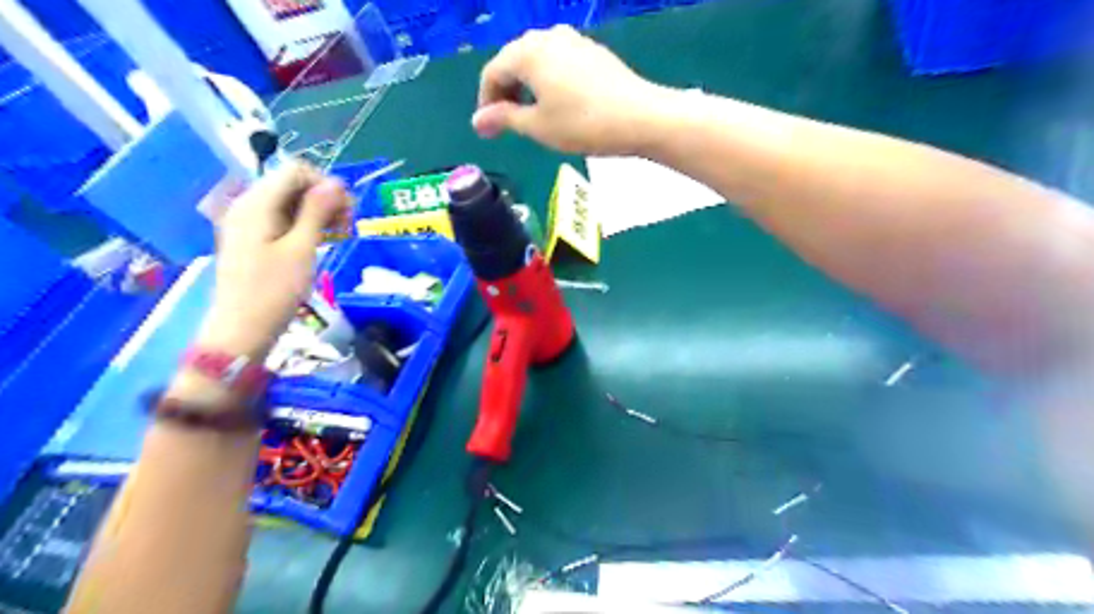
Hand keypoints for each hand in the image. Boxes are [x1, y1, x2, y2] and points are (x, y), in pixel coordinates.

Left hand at [196, 161, 350, 360]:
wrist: (242, 329)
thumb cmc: (274, 291)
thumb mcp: (302, 249)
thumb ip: (317, 211)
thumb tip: (336, 182)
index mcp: (257, 203)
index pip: (296, 171)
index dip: (326, 184)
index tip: (347, 211)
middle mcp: (248, 205)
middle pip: (292, 184)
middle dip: (324, 198)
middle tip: (347, 225)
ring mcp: (248, 223)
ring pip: (289, 202)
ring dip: (317, 212)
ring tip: (338, 235)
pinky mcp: (252, 239)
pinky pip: (282, 219)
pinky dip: (304, 225)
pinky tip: (320, 241)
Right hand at [472, 24, 666, 155]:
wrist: (639, 117)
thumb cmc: (582, 124)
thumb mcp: (538, 126)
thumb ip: (504, 119)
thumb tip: (477, 121)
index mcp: (527, 52)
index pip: (492, 73)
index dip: (485, 102)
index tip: (488, 130)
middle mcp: (547, 36)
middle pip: (513, 62)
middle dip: (505, 93)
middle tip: (506, 124)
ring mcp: (572, 40)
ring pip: (536, 61)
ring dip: (526, 87)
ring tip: (531, 116)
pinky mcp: (592, 50)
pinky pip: (558, 62)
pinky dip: (548, 81)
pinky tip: (557, 103)